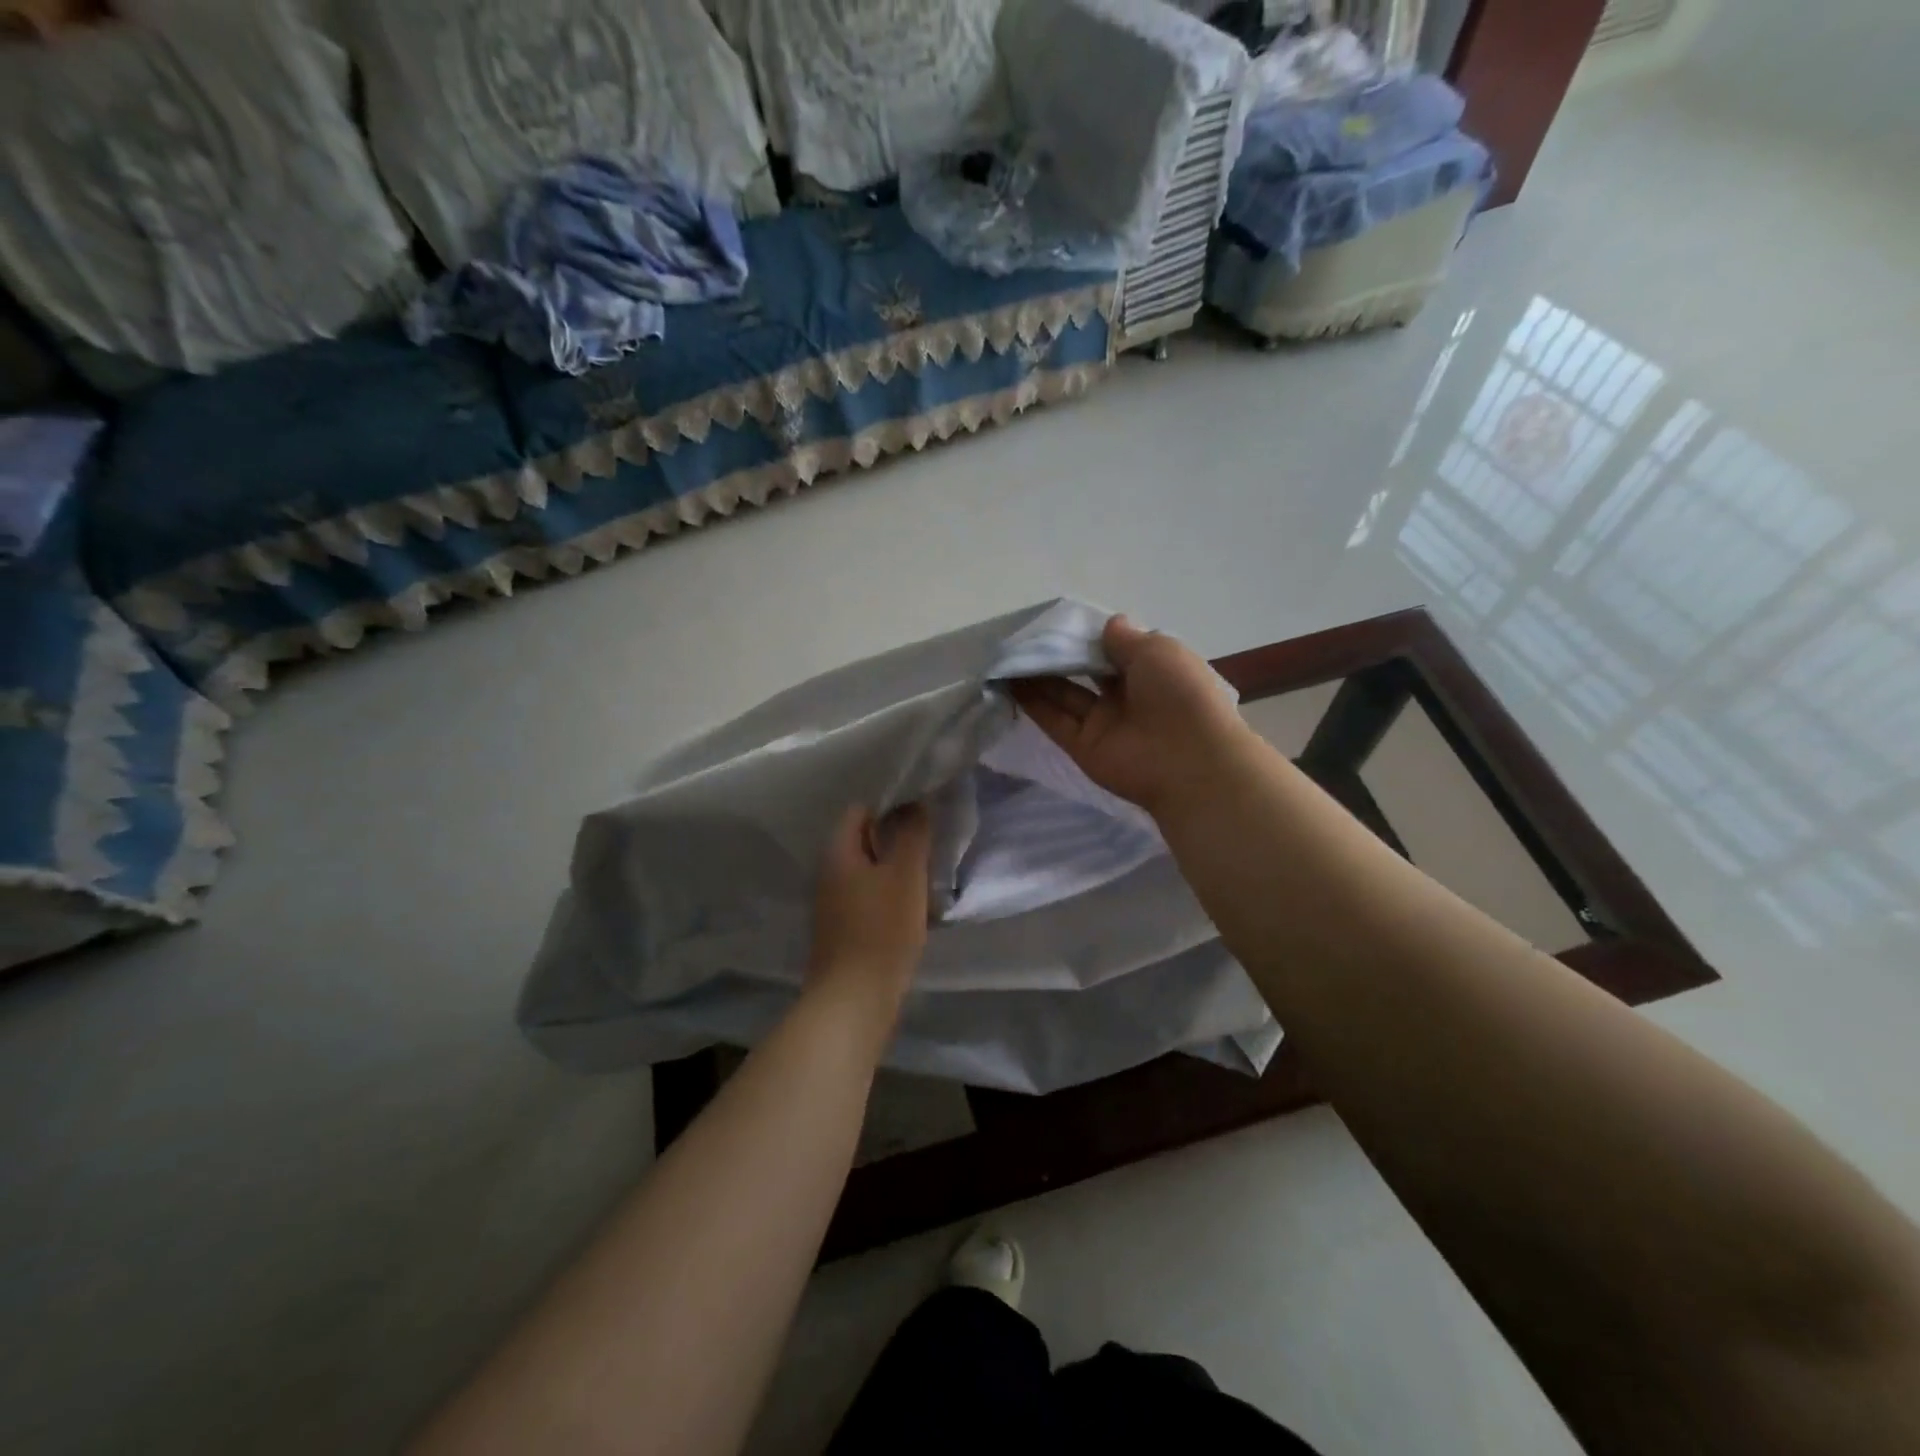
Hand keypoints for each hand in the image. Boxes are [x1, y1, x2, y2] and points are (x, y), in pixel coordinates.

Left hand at [806, 804, 931, 1013]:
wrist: (854, 1000)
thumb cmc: (882, 929)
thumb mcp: (905, 874)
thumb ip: (912, 833)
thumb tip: (915, 802)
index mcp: (837, 852)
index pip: (861, 810)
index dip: (892, 806)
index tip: (924, 815)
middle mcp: (828, 872)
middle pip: (865, 841)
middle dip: (898, 840)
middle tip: (931, 846)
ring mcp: (833, 904)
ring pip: (870, 872)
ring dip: (898, 870)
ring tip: (929, 877)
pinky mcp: (844, 930)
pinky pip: (870, 899)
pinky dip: (892, 897)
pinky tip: (916, 910)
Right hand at [1012, 615, 1251, 813]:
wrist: (1188, 760)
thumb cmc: (1180, 694)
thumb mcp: (1157, 650)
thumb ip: (1126, 638)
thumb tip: (1110, 624)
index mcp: (1152, 671)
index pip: (1116, 650)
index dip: (1090, 636)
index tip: (1061, 622)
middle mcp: (1127, 696)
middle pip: (1086, 672)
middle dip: (1060, 655)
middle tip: (1026, 638)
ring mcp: (1103, 722)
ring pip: (1065, 695)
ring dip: (1039, 677)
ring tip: (1008, 656)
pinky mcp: (1083, 746)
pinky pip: (1055, 721)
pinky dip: (1032, 704)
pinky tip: (1008, 682)